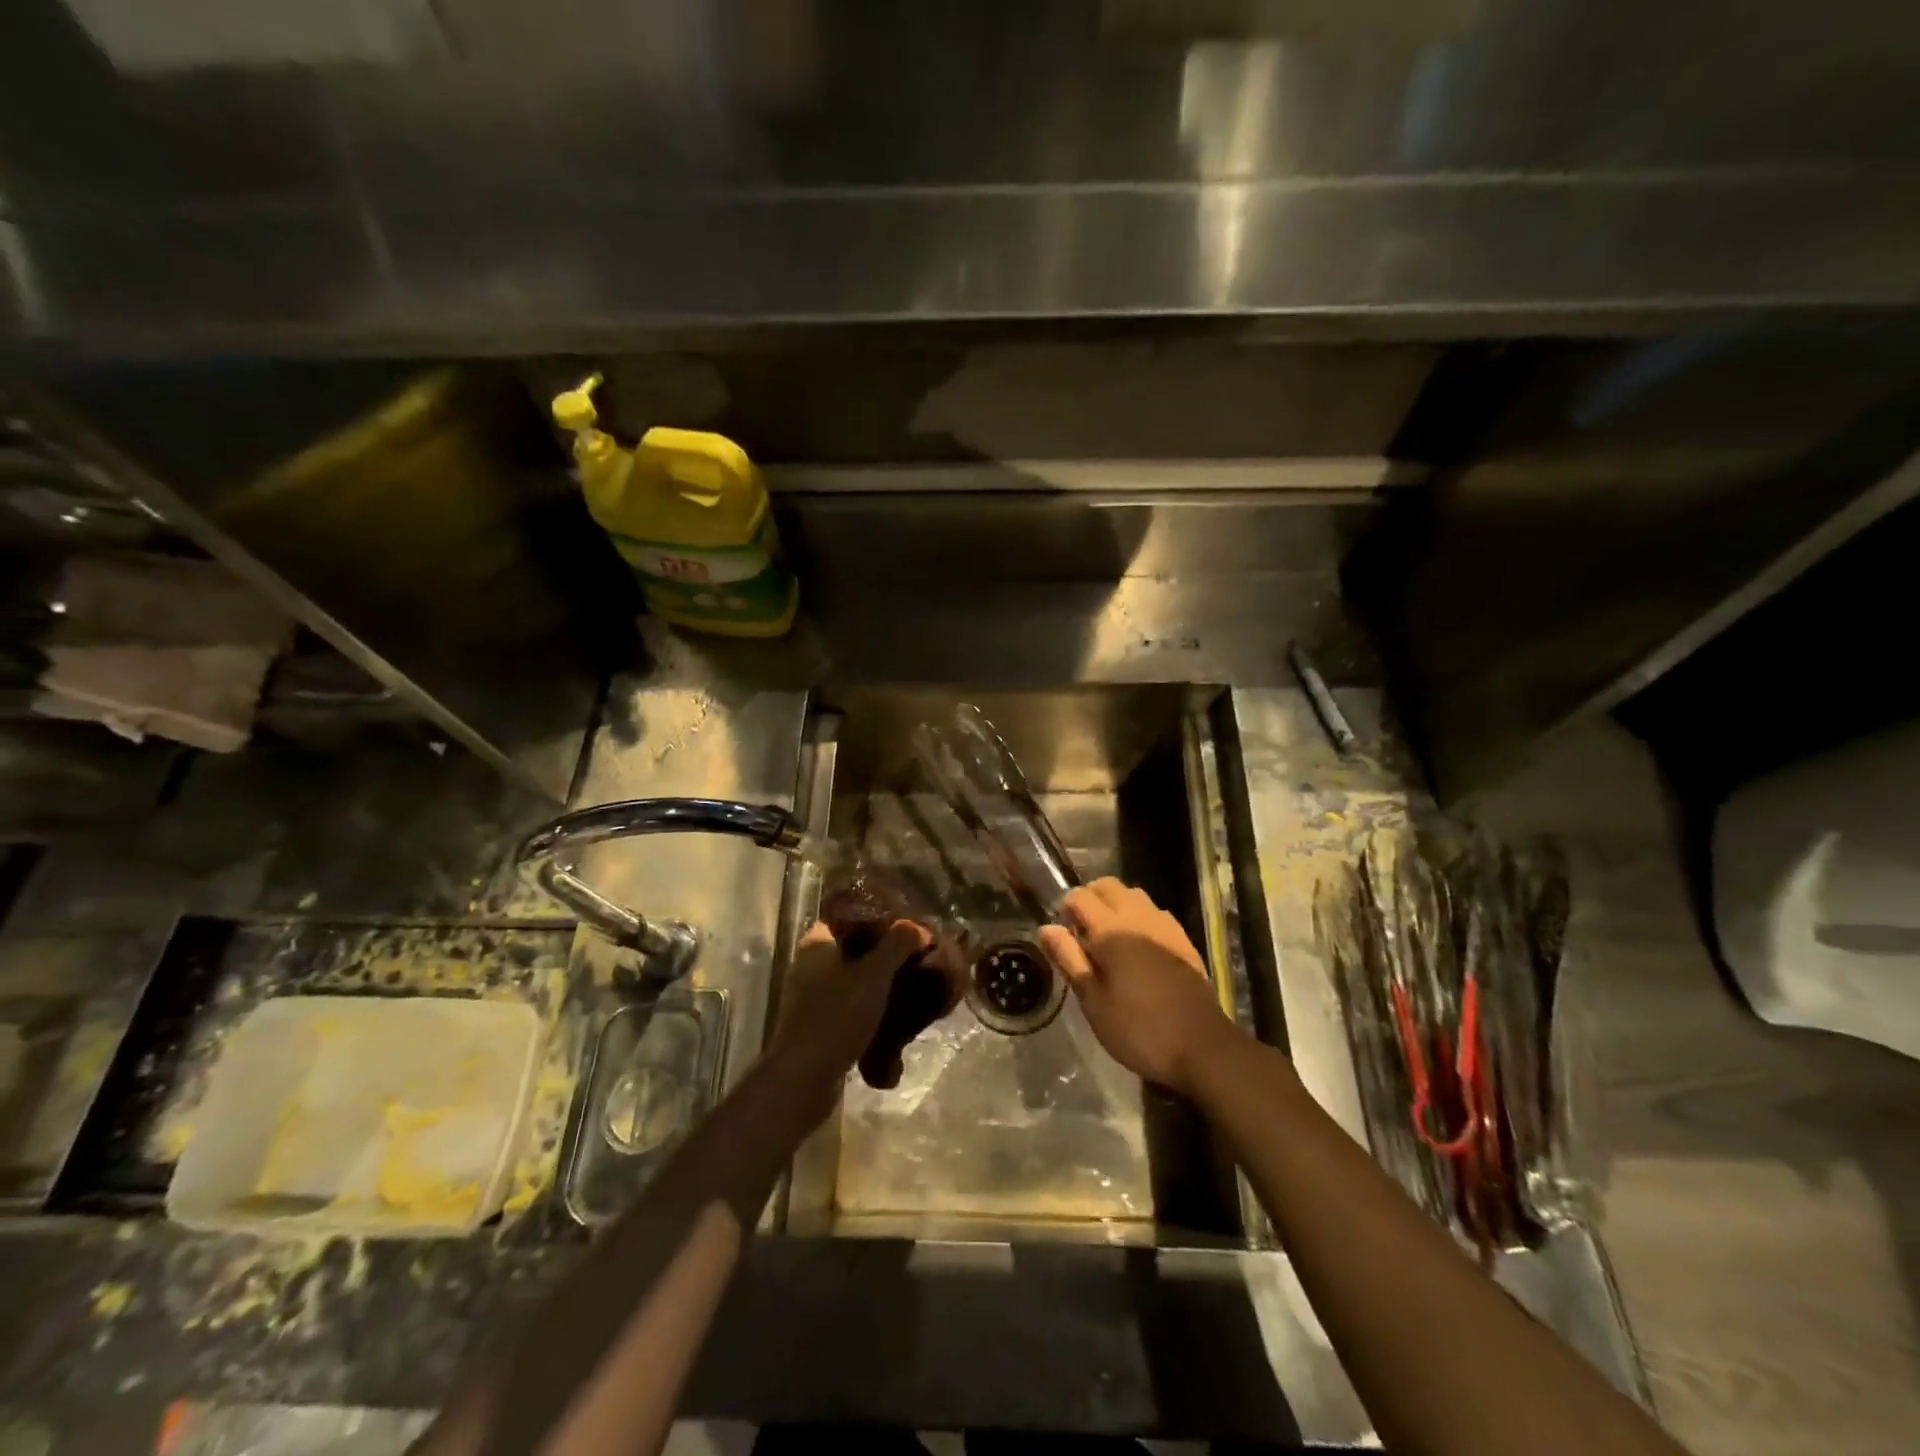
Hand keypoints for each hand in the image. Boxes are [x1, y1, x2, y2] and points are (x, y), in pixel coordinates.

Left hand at [770, 919, 931, 1081]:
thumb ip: (897, 945)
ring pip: (849, 980)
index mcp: (815, 944)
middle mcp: (807, 966)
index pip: (847, 918)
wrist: (803, 1078)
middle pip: (850, 949)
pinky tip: (889, 1016)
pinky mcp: (813, 1026)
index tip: (903, 925)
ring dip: (874, 983)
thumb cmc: (837, 1015)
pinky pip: (845, 1007)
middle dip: (880, 953)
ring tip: (906, 985)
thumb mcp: (874, 974)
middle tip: (911, 955)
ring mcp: (808, 998)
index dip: (875, 919)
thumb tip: (917, 926)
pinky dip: (865, 1008)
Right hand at [1038, 878, 1235, 1096]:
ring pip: (1134, 894)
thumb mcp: (1093, 1001)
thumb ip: (1069, 959)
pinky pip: (1155, 912)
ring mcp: (1165, 926)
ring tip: (1109, 937)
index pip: (1079, 896)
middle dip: (1090, 897)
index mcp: (1111, 930)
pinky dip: (1139, 916)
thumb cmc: (1138, 1029)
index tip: (1063, 934)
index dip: (1065, 908)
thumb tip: (1046, 928)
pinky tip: (1138, 947)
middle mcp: (1138, 917)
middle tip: (1081, 931)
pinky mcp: (1183, 939)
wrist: (1202, 1047)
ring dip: (1116, 904)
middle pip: (1108, 885)